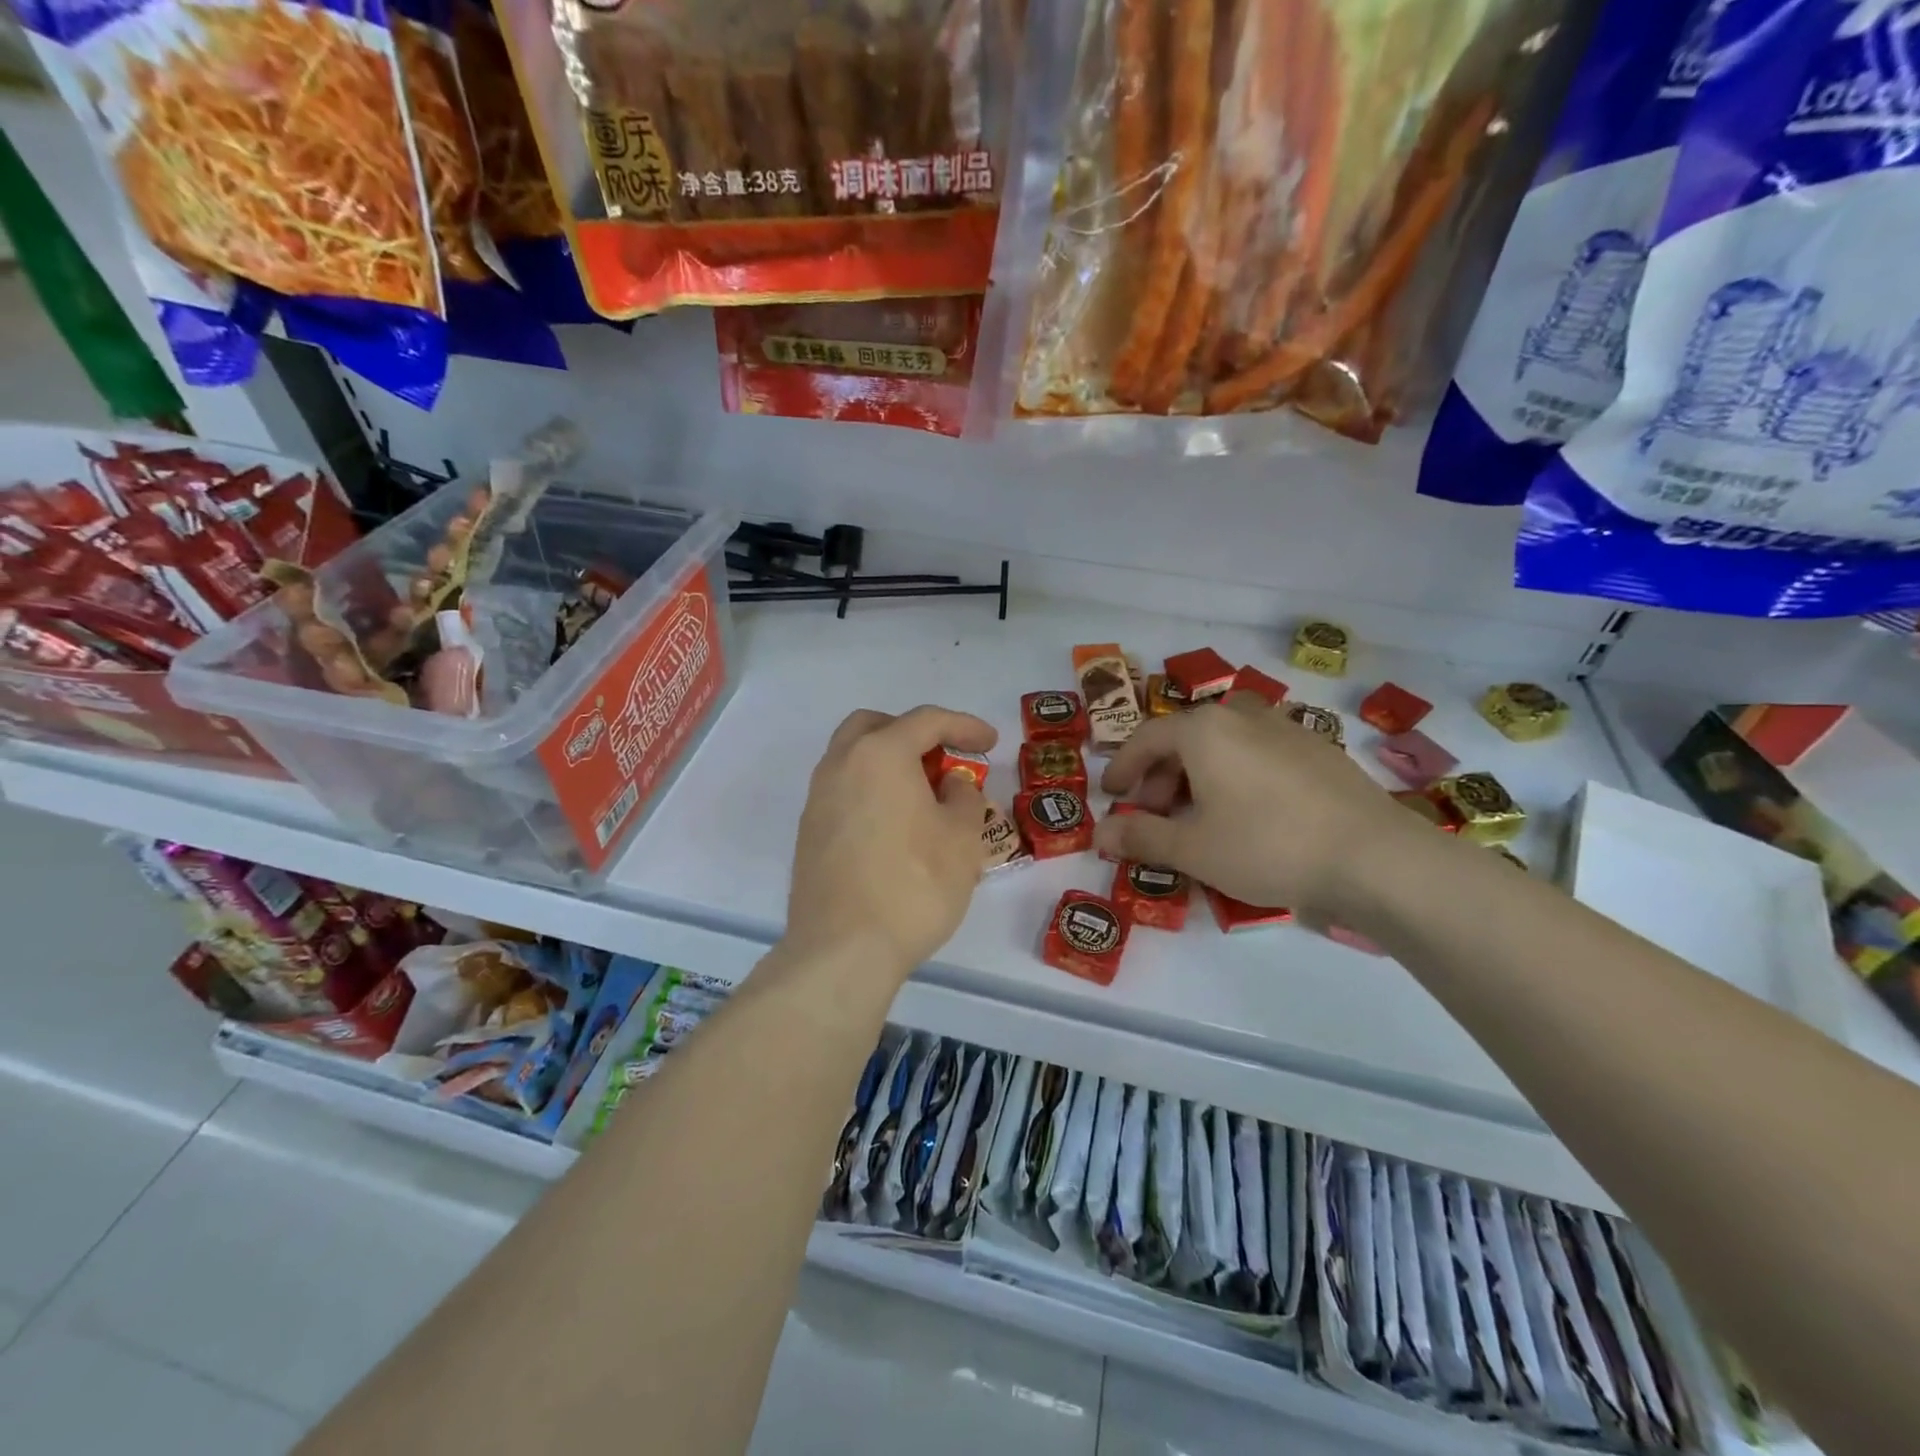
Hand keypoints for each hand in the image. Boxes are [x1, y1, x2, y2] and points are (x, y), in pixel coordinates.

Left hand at [785, 705, 996, 978]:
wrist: (843, 949)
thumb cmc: (914, 885)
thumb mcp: (962, 838)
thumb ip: (963, 797)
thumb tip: (950, 783)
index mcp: (880, 754)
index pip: (927, 721)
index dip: (965, 726)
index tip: (991, 744)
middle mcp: (841, 764)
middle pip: (876, 727)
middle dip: (913, 733)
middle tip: (943, 759)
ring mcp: (818, 799)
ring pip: (854, 758)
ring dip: (890, 763)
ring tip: (923, 796)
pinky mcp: (809, 833)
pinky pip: (845, 792)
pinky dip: (872, 791)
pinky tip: (896, 827)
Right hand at [1093, 694, 1418, 920]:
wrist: (1374, 857)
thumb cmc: (1266, 845)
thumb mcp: (1192, 848)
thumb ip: (1140, 837)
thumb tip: (1099, 835)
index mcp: (1204, 730)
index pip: (1145, 739)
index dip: (1122, 768)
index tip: (1111, 796)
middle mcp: (1242, 716)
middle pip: (1184, 739)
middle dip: (1160, 777)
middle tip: (1153, 816)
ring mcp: (1286, 729)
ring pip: (1223, 745)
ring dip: (1197, 777)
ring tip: (1198, 818)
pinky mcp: (1319, 750)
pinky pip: (1258, 754)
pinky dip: (1235, 776)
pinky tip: (1247, 814)